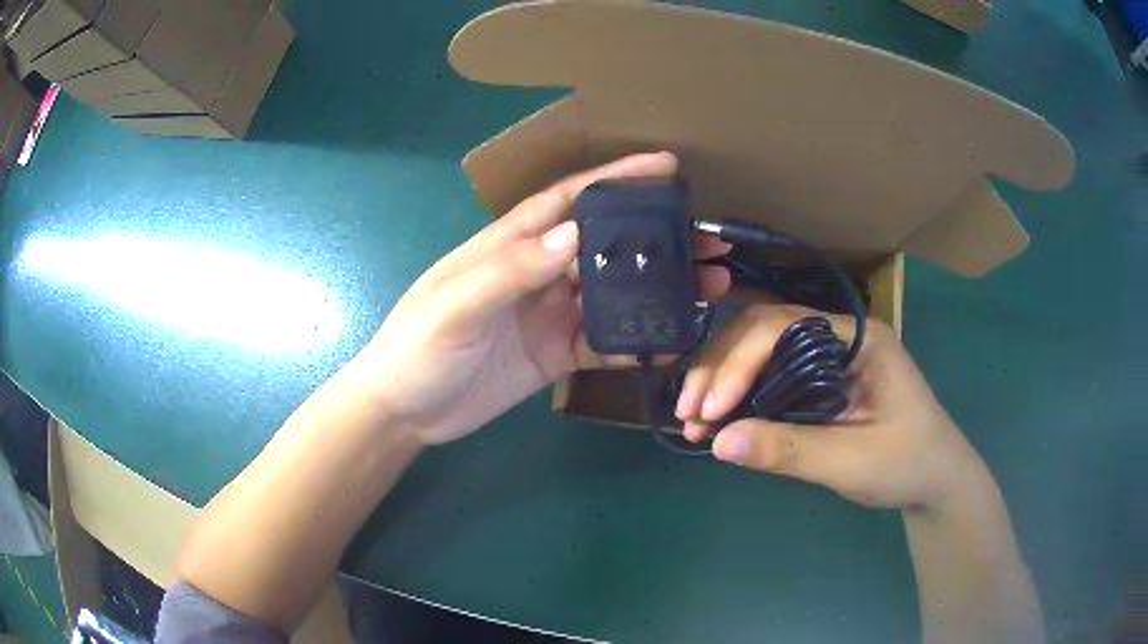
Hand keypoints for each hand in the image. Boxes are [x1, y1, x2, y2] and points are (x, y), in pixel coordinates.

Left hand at [361, 152, 730, 443]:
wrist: (404, 412)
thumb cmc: (416, 348)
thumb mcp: (454, 306)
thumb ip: (510, 271)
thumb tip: (573, 236)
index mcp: (511, 244)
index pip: (571, 199)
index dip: (617, 178)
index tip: (667, 166)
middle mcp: (538, 271)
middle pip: (606, 244)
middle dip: (657, 238)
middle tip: (708, 241)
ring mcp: (550, 312)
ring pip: (615, 291)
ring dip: (658, 288)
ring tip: (707, 286)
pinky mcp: (557, 352)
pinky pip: (605, 341)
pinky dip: (637, 340)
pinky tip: (671, 341)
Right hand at [675, 303, 986, 510]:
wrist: (935, 480)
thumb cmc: (907, 464)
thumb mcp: (852, 462)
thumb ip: (789, 450)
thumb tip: (718, 442)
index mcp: (857, 338)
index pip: (785, 326)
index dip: (740, 362)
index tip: (710, 409)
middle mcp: (839, 336)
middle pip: (765, 330)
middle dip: (721, 367)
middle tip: (688, 411)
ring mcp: (829, 357)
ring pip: (762, 350)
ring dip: (723, 380)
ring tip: (692, 419)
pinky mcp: (820, 382)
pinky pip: (771, 376)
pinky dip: (740, 395)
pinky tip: (718, 418)